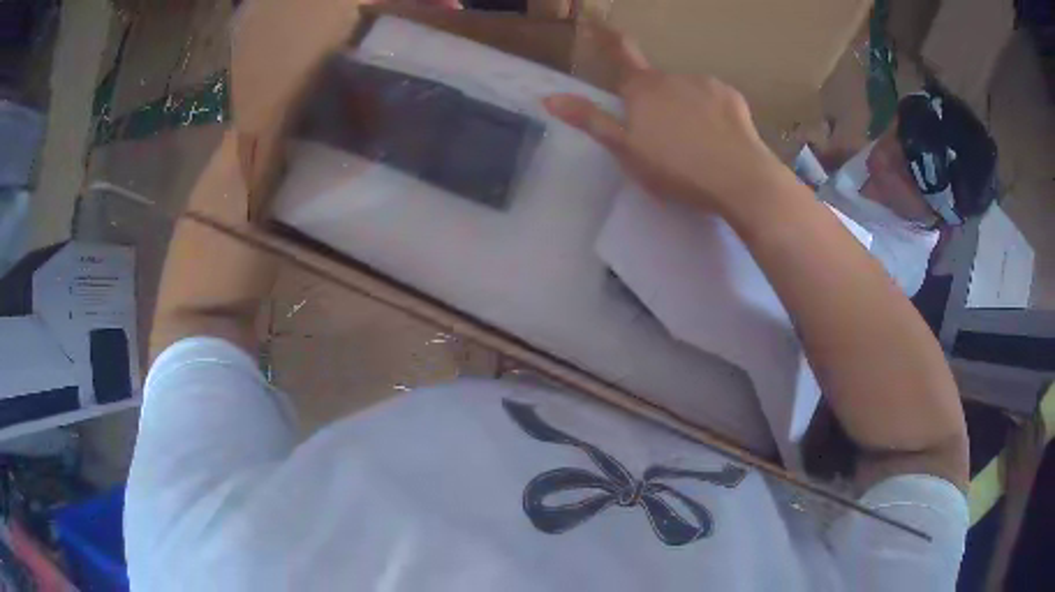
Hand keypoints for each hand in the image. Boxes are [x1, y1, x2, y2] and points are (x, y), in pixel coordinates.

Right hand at [543, 35, 789, 216]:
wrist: (740, 180)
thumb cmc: (677, 168)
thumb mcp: (626, 150)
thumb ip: (590, 121)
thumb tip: (549, 97)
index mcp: (644, 88)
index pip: (621, 52)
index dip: (607, 38)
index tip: (598, 24)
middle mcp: (673, 76)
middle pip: (657, 83)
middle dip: (655, 102)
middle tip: (663, 141)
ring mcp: (706, 83)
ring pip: (687, 92)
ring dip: (685, 109)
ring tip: (695, 146)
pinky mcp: (733, 97)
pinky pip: (714, 100)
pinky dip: (712, 114)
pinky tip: (719, 140)